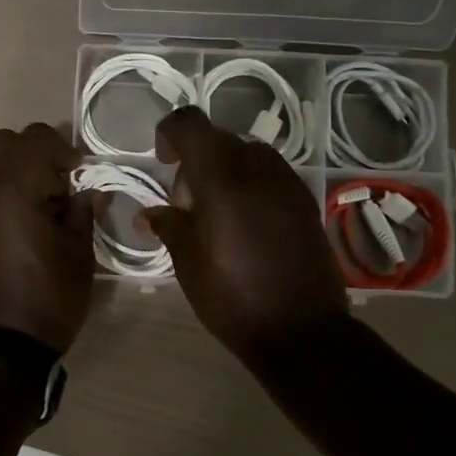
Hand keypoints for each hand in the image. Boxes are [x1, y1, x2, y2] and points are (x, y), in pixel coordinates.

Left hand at [0, 123, 96, 354]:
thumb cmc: (46, 303)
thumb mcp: (79, 258)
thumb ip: (81, 213)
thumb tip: (85, 193)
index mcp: (12, 190)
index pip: (36, 138)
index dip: (64, 149)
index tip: (79, 175)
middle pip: (3, 143)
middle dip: (34, 155)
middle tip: (56, 188)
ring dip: (13, 176)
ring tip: (35, 214)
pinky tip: (12, 236)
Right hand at [142, 107, 349, 367]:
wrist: (300, 331)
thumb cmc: (232, 296)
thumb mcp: (187, 261)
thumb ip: (168, 225)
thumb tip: (150, 214)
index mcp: (221, 177)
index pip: (190, 124)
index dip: (170, 133)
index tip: (163, 162)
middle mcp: (257, 168)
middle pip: (218, 140)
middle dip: (194, 161)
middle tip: (186, 206)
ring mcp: (287, 183)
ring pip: (247, 156)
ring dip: (224, 172)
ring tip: (216, 216)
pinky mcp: (305, 203)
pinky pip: (270, 176)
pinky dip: (250, 186)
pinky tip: (245, 226)